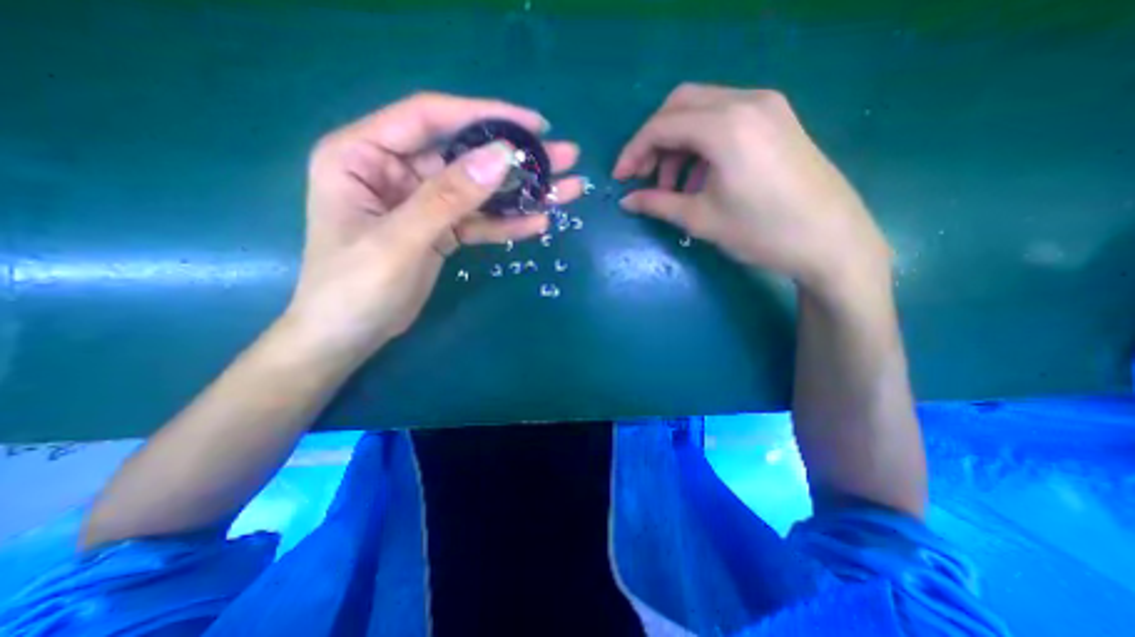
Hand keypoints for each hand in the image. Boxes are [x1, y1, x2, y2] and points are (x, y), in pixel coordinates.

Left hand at [284, 91, 585, 354]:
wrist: (349, 336)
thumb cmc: (354, 288)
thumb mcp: (399, 240)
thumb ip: (448, 197)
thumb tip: (502, 157)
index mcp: (364, 154)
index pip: (430, 118)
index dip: (484, 115)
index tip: (534, 124)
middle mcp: (395, 171)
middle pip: (464, 155)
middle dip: (516, 157)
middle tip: (565, 157)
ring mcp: (422, 203)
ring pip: (479, 190)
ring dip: (521, 192)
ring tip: (566, 189)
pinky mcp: (440, 230)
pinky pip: (478, 221)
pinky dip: (507, 223)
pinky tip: (538, 222)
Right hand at [617, 82, 890, 295]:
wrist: (831, 241)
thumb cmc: (761, 233)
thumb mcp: (701, 220)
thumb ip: (657, 204)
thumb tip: (626, 201)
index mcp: (725, 127)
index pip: (661, 125)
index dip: (633, 151)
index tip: (620, 178)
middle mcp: (747, 102)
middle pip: (680, 105)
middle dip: (654, 140)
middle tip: (644, 176)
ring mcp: (768, 107)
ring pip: (703, 109)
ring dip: (678, 143)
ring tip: (674, 186)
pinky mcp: (778, 119)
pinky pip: (726, 118)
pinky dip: (702, 142)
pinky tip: (701, 176)